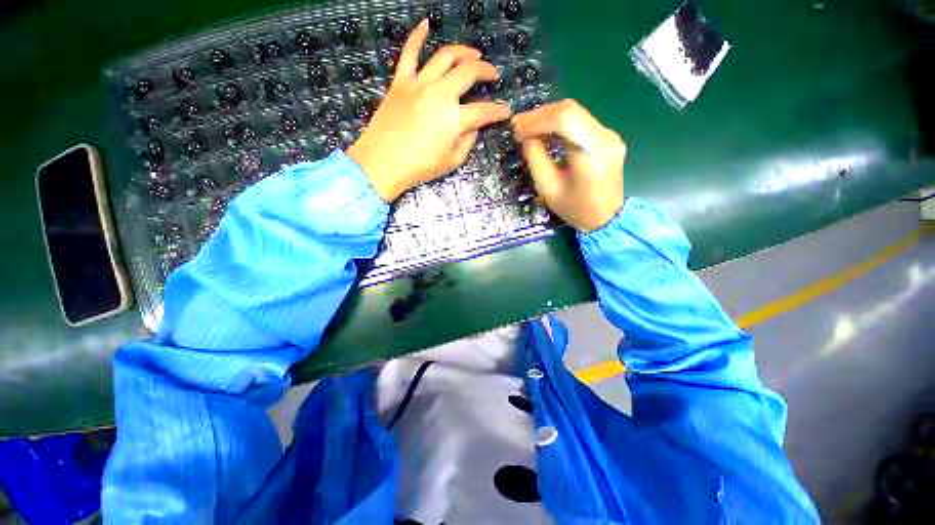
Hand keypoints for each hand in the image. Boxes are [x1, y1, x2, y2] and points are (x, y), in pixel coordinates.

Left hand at [348, 20, 511, 200]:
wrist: (383, 162)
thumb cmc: (420, 167)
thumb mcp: (452, 162)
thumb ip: (467, 142)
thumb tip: (473, 127)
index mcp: (454, 119)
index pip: (484, 111)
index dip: (498, 111)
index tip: (505, 112)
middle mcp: (440, 94)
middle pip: (468, 73)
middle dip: (486, 71)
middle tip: (492, 74)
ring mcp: (419, 83)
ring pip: (445, 56)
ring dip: (463, 52)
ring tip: (473, 54)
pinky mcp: (401, 82)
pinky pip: (409, 53)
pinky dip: (417, 36)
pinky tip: (426, 24)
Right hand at [512, 100, 625, 231]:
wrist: (605, 218)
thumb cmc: (575, 208)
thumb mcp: (548, 188)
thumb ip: (536, 158)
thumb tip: (526, 136)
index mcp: (592, 153)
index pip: (564, 120)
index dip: (536, 121)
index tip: (517, 130)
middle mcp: (605, 137)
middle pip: (570, 110)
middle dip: (540, 115)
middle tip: (518, 125)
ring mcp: (609, 134)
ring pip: (575, 112)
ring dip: (548, 117)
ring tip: (527, 127)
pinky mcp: (607, 137)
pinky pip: (580, 121)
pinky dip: (559, 123)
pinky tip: (545, 131)